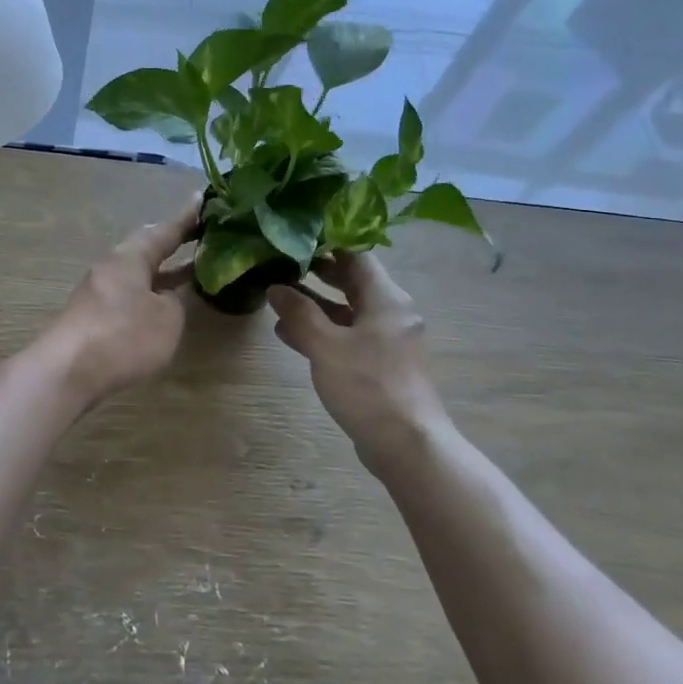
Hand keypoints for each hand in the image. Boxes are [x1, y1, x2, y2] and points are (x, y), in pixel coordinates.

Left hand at [45, 195, 199, 403]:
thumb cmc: (123, 336)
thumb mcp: (166, 319)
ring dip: (162, 272)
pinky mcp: (91, 317)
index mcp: (131, 257)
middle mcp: (112, 267)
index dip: (186, 218)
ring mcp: (98, 292)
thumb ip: (172, 303)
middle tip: (196, 235)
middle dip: (171, 243)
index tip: (201, 199)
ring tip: (189, 271)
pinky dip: (148, 294)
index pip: (164, 230)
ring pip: (137, 273)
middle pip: (145, 248)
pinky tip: (160, 306)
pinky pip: (128, 295)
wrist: (67, 371)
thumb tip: (162, 298)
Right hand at [268, 253, 447, 477]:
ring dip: (316, 306)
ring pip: (348, 312)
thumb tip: (275, 288)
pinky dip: (324, 332)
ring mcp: (388, 341)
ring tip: (278, 302)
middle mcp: (391, 313)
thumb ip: (299, 313)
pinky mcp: (381, 366)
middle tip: (283, 266)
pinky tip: (291, 336)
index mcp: (386, 299)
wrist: (407, 444)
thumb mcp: (326, 346)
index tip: (296, 239)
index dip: (327, 245)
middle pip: (353, 283)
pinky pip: (349, 337)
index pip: (357, 256)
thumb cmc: (368, 386)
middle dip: (318, 275)